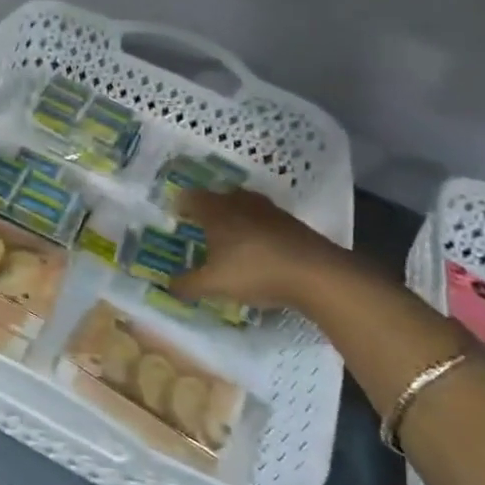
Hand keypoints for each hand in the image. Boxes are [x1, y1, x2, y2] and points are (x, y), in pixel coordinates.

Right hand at [168, 188, 354, 309]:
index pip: (190, 197)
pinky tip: (258, 249)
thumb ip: (187, 285)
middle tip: (200, 227)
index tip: (175, 216)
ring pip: (243, 206)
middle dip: (207, 210)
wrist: (316, 273)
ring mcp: (268, 210)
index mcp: (216, 210)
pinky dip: (256, 229)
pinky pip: (264, 219)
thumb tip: (168, 286)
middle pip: (217, 197)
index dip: (181, 205)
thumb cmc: (254, 271)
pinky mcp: (291, 222)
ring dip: (234, 218)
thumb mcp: (213, 285)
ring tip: (229, 238)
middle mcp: (239, 202)